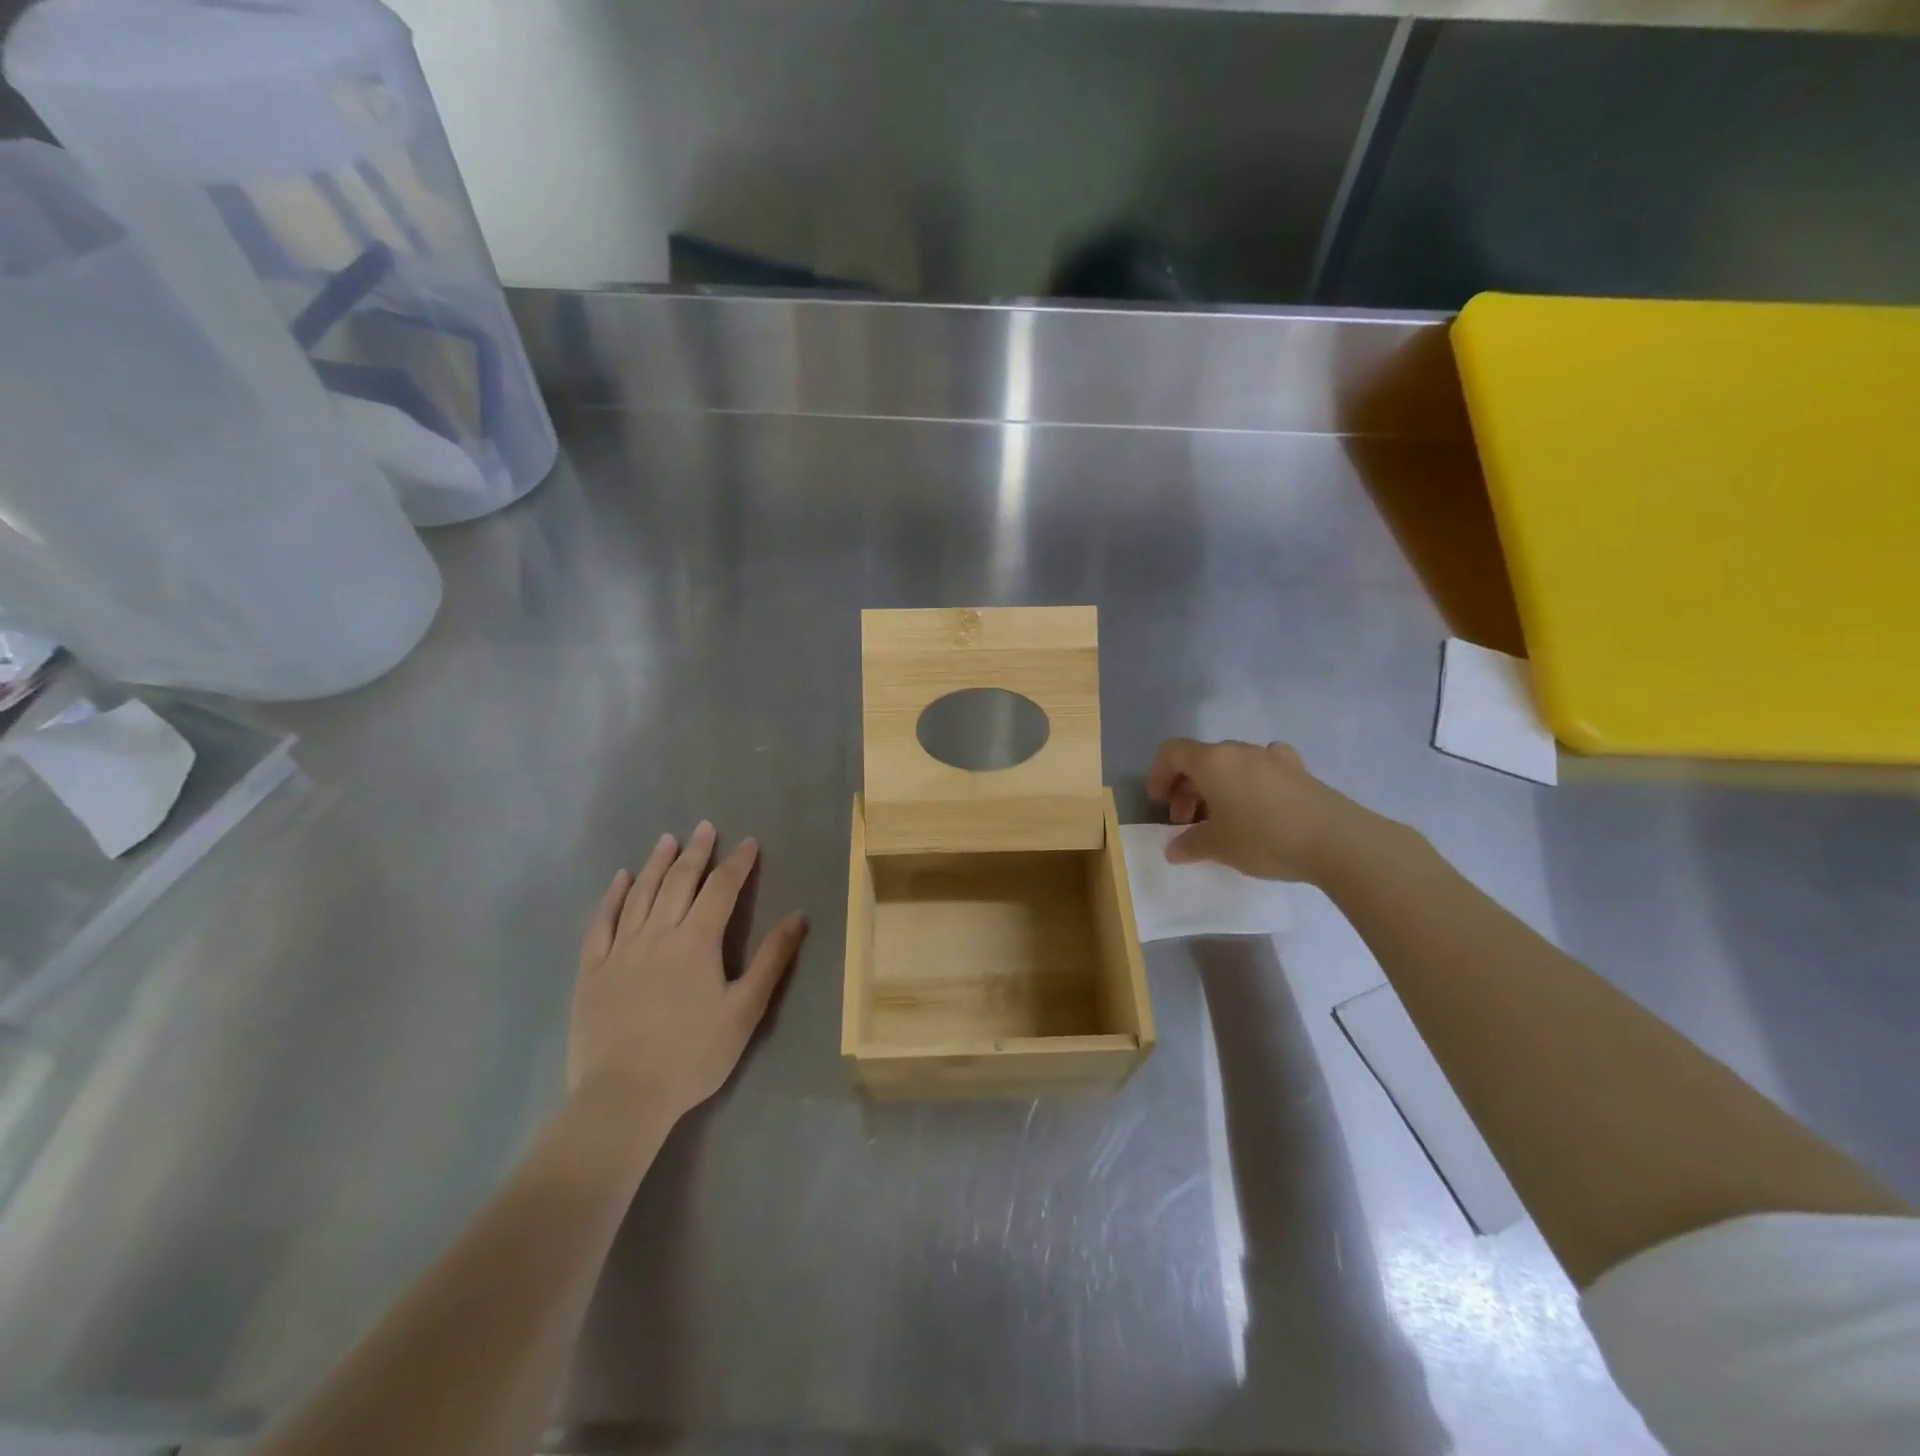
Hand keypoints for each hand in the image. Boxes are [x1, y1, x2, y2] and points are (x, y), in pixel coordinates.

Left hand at [570, 822, 807, 1125]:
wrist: (624, 1095)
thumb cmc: (693, 1055)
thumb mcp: (745, 1010)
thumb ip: (771, 960)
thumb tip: (798, 916)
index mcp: (697, 941)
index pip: (721, 889)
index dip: (737, 863)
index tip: (749, 842)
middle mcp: (658, 933)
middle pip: (679, 882)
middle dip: (696, 852)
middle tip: (705, 827)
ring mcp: (621, 950)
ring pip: (640, 894)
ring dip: (657, 864)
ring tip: (667, 839)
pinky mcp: (593, 970)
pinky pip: (601, 923)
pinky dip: (612, 897)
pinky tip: (619, 880)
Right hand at [1146, 738, 1375, 883]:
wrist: (1337, 841)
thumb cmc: (1264, 838)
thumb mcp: (1218, 847)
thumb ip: (1189, 845)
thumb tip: (1174, 849)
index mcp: (1212, 761)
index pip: (1172, 752)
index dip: (1158, 774)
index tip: (1159, 803)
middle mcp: (1239, 750)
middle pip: (1201, 759)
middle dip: (1186, 788)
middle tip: (1186, 821)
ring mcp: (1272, 757)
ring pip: (1231, 764)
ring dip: (1217, 786)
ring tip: (1221, 818)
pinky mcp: (1299, 770)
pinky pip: (1263, 767)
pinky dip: (1251, 781)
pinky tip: (1259, 802)